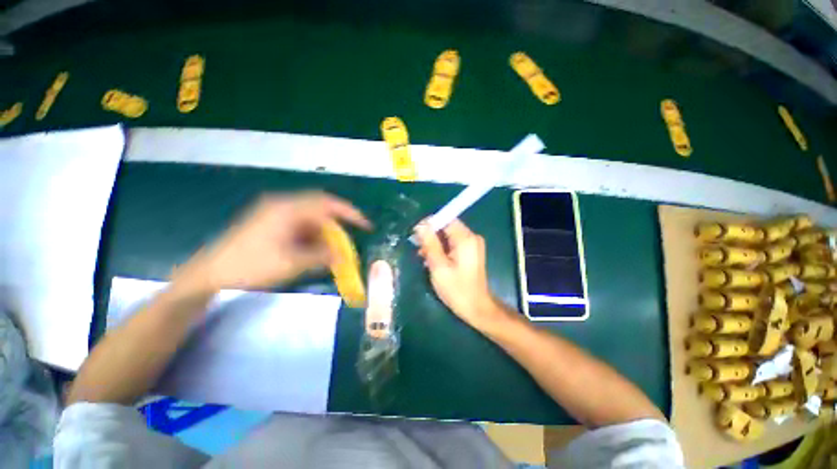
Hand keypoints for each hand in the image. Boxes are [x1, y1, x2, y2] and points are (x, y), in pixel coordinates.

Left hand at [173, 191, 370, 292]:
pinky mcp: (269, 222)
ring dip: (324, 232)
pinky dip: (311, 236)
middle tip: (348, 241)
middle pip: (320, 208)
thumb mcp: (291, 263)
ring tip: (330, 250)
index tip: (366, 226)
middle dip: (337, 225)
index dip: (350, 214)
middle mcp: (283, 205)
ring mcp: (274, 213)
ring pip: (310, 218)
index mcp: (288, 209)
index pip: (328, 204)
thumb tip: (345, 256)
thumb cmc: (250, 267)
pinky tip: (312, 250)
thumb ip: (322, 257)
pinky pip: (299, 225)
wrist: (208, 275)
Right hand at [415, 219, 505, 329]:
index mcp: (465, 238)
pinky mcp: (471, 252)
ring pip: (449, 236)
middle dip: (432, 236)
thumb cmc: (456, 289)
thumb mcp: (438, 266)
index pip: (446, 219)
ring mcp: (473, 245)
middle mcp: (471, 237)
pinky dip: (443, 249)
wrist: (476, 308)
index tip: (417, 236)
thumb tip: (421, 225)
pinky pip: (453, 244)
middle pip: (447, 227)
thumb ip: (430, 243)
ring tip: (424, 258)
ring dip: (435, 244)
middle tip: (420, 251)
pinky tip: (434, 261)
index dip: (430, 224)